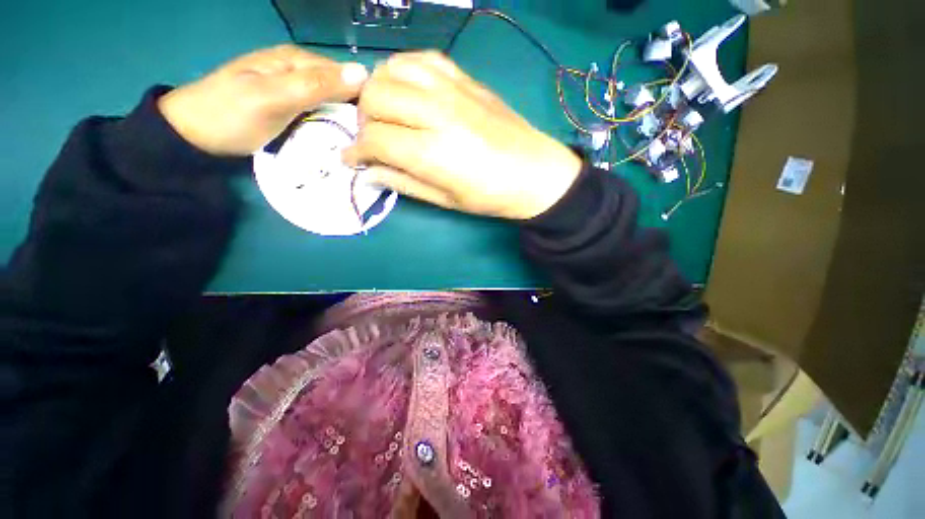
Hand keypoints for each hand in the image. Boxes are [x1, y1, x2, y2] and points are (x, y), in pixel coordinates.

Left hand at [158, 45, 368, 155]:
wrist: (194, 134)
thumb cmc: (231, 114)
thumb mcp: (273, 97)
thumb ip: (316, 85)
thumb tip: (363, 73)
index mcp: (298, 61)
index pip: (347, 72)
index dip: (366, 96)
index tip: (378, 126)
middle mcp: (301, 71)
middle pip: (342, 89)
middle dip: (358, 112)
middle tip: (370, 141)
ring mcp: (296, 91)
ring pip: (334, 104)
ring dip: (348, 123)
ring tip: (361, 144)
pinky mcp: (293, 109)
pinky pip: (323, 115)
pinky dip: (334, 127)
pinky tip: (341, 141)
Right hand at [342, 52, 580, 219]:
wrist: (533, 172)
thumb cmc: (490, 195)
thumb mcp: (445, 200)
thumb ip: (403, 183)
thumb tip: (369, 172)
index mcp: (431, 151)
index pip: (374, 138)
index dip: (356, 150)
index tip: (353, 159)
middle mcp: (436, 112)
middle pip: (375, 97)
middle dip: (364, 120)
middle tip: (373, 139)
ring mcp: (451, 89)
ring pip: (391, 70)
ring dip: (379, 91)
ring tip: (387, 114)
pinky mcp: (465, 78)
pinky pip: (420, 59)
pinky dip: (403, 71)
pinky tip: (408, 90)